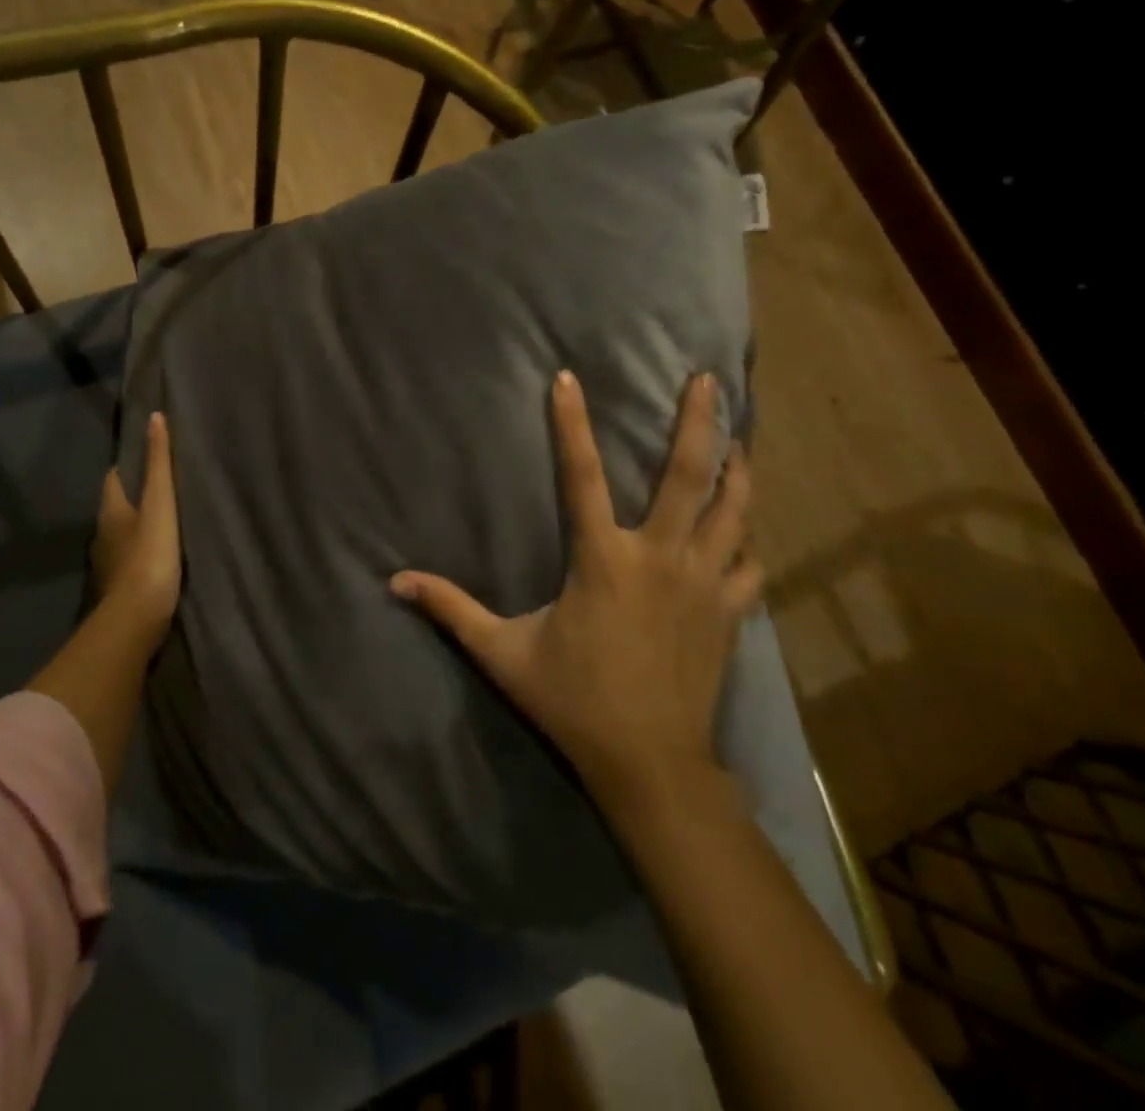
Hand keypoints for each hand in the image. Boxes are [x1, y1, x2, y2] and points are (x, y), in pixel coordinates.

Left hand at [91, 412, 181, 633]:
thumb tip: (155, 418)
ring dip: (139, 527)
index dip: (127, 467)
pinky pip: (132, 560)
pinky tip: (163, 556)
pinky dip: (144, 553)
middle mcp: (104, 535)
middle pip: (118, 507)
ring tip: (168, 520)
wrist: (137, 618)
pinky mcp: (121, 587)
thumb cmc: (149, 554)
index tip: (148, 459)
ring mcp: (110, 564)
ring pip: (124, 535)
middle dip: (135, 497)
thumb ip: (159, 464)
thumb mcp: (160, 503)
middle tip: (164, 488)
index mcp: (110, 511)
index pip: (113, 479)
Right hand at [391, 371, 761, 816]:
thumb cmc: (573, 701)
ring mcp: (703, 584)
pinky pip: (749, 560)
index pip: (580, 476)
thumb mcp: (501, 653)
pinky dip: (747, 535)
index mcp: (603, 561)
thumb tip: (395, 582)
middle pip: (687, 476)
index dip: (571, 423)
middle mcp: (659, 559)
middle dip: (698, 422)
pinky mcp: (729, 612)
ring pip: (732, 510)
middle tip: (704, 379)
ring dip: (737, 468)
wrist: (650, 764)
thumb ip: (451, 609)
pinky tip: (746, 523)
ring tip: (738, 435)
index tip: (567, 378)